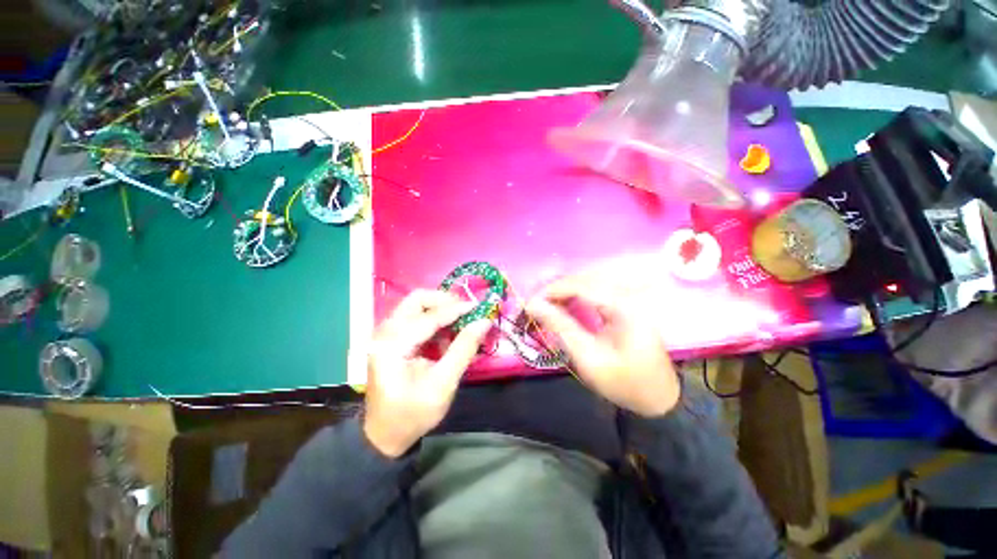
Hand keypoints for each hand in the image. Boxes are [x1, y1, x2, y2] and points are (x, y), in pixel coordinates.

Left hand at [364, 290, 491, 457]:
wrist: (384, 435)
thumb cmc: (413, 413)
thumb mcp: (443, 384)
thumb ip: (464, 349)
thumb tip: (484, 322)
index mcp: (392, 346)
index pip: (428, 317)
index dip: (456, 309)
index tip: (480, 307)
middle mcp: (384, 332)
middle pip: (416, 299)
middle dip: (444, 301)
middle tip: (466, 311)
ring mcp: (386, 334)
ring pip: (415, 305)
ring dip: (440, 309)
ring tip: (460, 322)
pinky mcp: (391, 338)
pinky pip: (415, 316)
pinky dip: (434, 319)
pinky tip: (446, 334)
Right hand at [526, 273, 679, 416]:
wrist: (658, 398)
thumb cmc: (624, 382)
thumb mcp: (588, 358)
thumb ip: (560, 327)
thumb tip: (534, 304)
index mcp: (624, 305)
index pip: (580, 285)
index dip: (551, 290)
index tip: (529, 302)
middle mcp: (627, 294)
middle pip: (584, 279)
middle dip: (556, 289)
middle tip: (534, 304)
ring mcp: (629, 297)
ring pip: (588, 282)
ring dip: (564, 291)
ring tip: (545, 304)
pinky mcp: (626, 303)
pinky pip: (595, 291)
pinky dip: (575, 295)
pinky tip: (563, 304)